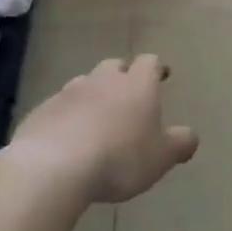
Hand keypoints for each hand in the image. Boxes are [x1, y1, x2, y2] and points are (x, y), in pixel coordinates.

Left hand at [11, 56, 198, 202]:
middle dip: (123, 76)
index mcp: (137, 85)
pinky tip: (68, 138)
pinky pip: (59, 107)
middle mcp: (102, 81)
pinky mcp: (41, 111)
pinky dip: (67, 116)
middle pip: (114, 66)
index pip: (150, 63)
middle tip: (128, 95)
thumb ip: (180, 143)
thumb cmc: (120, 158)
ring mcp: (68, 93)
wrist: (54, 167)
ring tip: (97, 118)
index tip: (162, 76)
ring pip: (84, 84)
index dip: (157, 68)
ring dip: (93, 95)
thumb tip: (190, 136)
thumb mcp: (162, 157)